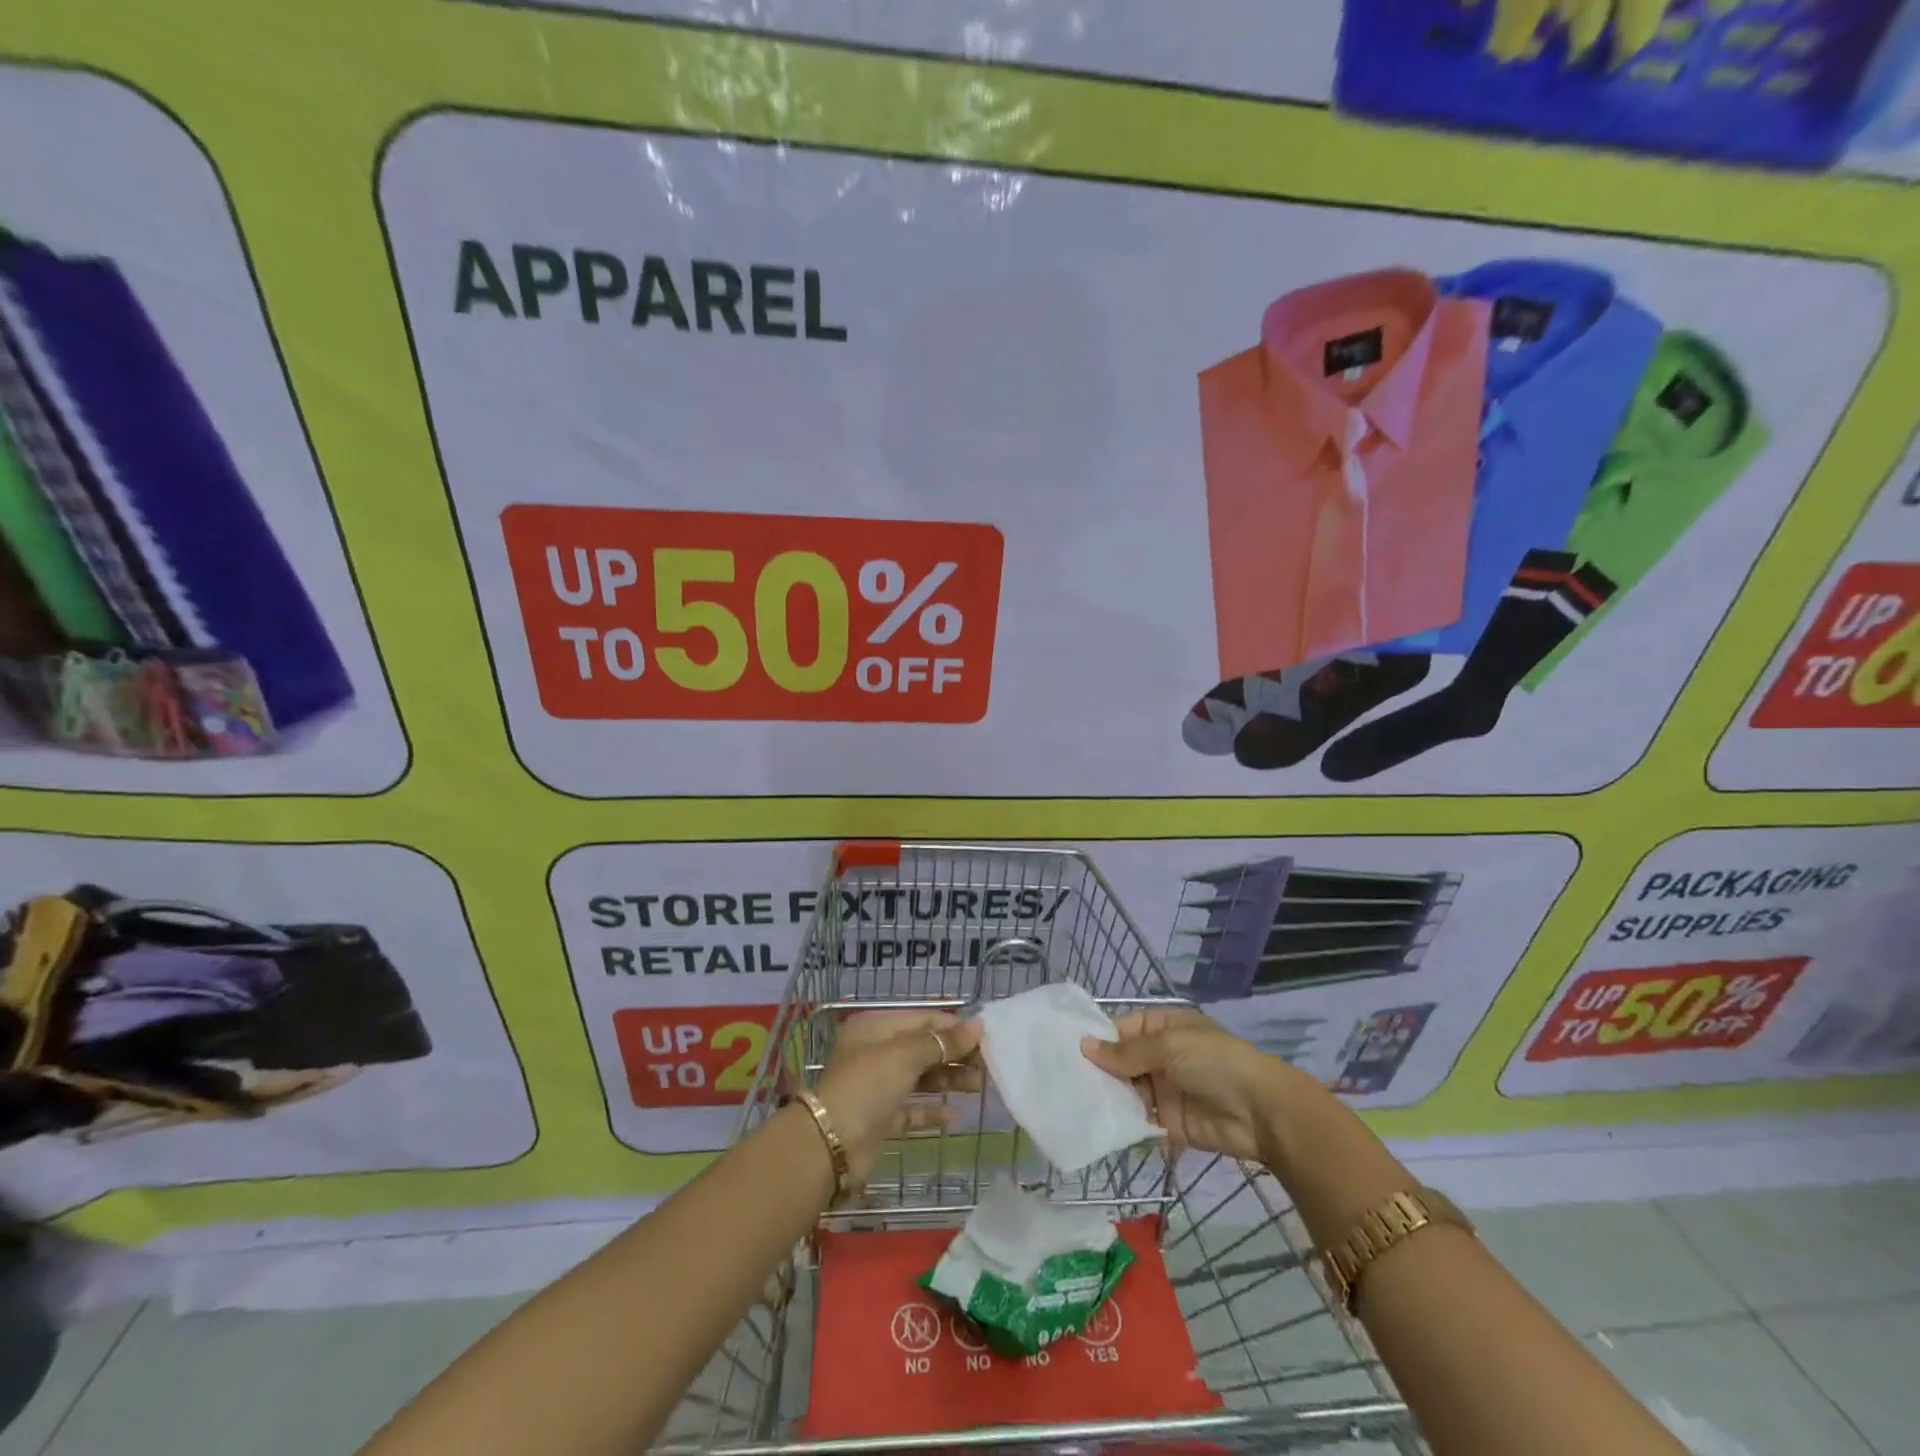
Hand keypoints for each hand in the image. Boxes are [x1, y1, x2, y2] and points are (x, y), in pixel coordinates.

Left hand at [813, 1011, 983, 1183]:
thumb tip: (978, 1025)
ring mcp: (878, 1086)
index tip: (985, 1039)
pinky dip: (932, 1111)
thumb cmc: (867, 1086)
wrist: (830, 1145)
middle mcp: (876, 1052)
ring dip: (949, 1081)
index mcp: (876, 1027)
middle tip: (988, 1066)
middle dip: (955, 1055)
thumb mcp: (905, 1055)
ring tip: (979, 1087)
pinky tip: (955, 1118)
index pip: (923, 1019)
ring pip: (921, 1078)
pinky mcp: (881, 1118)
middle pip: (924, 1048)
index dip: (954, 1028)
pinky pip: (913, 1109)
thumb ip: (942, 1042)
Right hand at [1081, 1007, 1295, 1165]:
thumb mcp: (1170, 1046)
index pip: (1121, 1029)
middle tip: (1061, 1080)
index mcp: (1163, 1027)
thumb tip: (1085, 1046)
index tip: (1065, 1050)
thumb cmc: (1215, 1063)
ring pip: (1125, 1090)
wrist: (1261, 1113)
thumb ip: (1127, 1052)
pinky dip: (1120, 1122)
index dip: (1097, 1039)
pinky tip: (1095, 1124)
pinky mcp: (1167, 1122)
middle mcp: (1160, 1056)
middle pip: (1120, 1061)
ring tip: (1071, 1103)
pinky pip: (1138, 1119)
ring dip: (1106, 1096)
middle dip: (1097, 1070)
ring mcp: (1163, 1089)